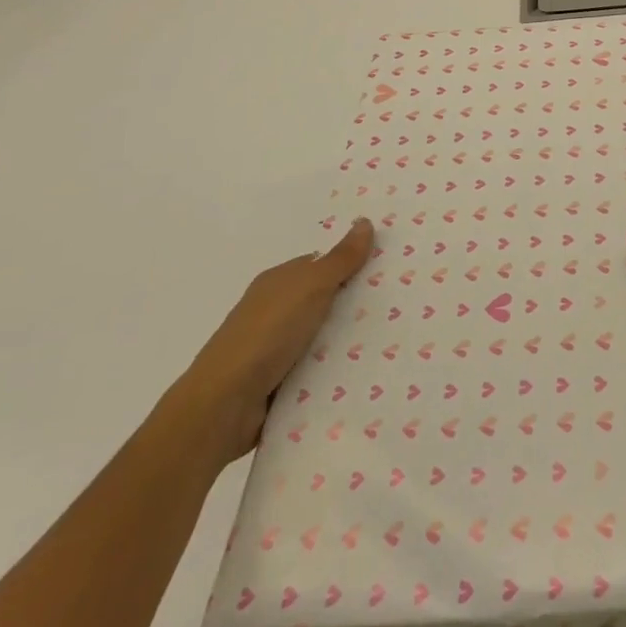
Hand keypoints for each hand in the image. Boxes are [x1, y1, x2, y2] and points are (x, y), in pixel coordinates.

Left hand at [176, 219, 374, 465]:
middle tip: (401, 306)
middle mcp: (275, 311)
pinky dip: (335, 371)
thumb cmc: (266, 334)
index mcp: (278, 282)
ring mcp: (275, 349)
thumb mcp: (309, 287)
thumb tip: (365, 221)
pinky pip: (317, 369)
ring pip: (323, 337)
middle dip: (356, 304)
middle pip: (325, 301)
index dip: (353, 265)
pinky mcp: (279, 383)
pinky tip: (365, 373)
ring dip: (348, 341)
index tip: (389, 270)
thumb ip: (340, 259)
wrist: (223, 405)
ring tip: (394, 340)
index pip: (322, 265)